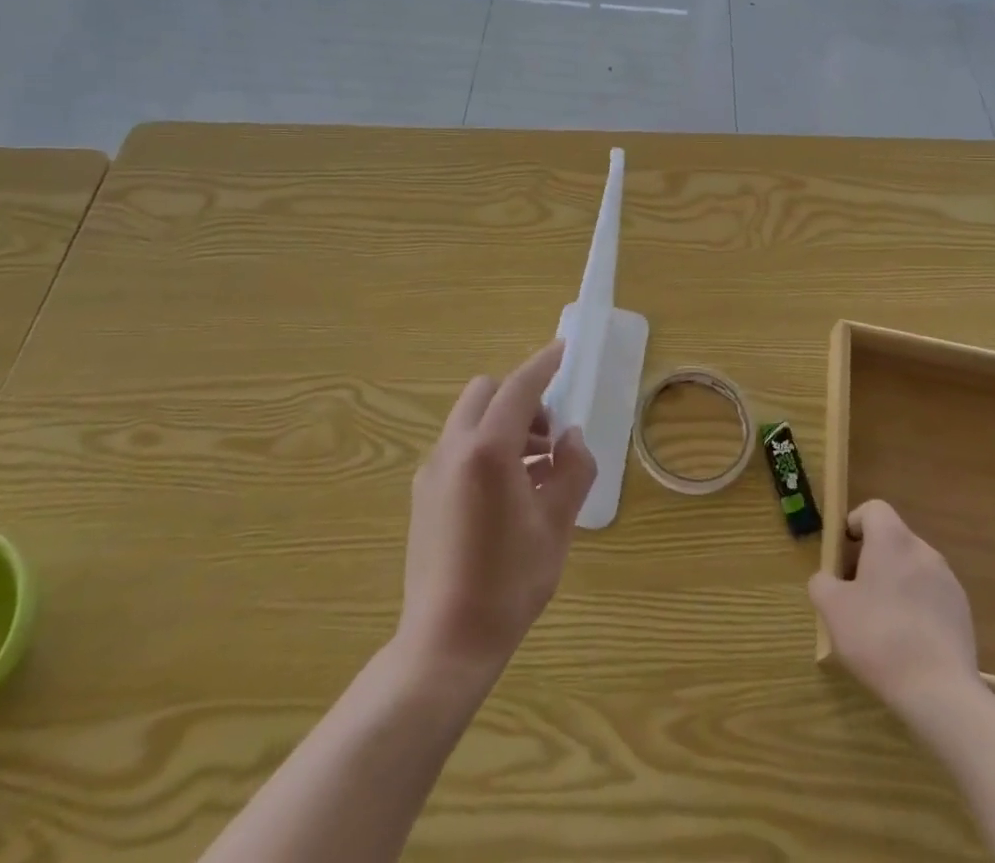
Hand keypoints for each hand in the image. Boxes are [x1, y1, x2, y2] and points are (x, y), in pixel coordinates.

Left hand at [396, 341, 596, 680]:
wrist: (445, 643)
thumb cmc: (509, 582)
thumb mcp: (556, 525)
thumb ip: (572, 471)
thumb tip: (571, 439)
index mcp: (488, 450)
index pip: (519, 387)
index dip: (544, 364)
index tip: (563, 350)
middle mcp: (453, 448)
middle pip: (486, 393)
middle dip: (521, 399)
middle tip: (550, 437)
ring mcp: (432, 471)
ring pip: (470, 420)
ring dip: (504, 425)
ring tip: (536, 471)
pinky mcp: (423, 494)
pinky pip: (458, 448)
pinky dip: (485, 447)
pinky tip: (506, 493)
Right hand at [809, 500, 981, 718]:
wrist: (940, 693)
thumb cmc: (879, 638)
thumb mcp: (832, 609)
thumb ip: (822, 583)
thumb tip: (828, 580)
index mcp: (892, 540)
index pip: (873, 509)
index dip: (854, 524)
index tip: (842, 555)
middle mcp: (923, 550)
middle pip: (892, 540)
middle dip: (871, 559)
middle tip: (855, 594)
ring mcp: (948, 582)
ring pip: (912, 569)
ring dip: (895, 584)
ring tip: (881, 623)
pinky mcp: (963, 613)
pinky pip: (931, 596)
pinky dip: (916, 607)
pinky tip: (908, 643)